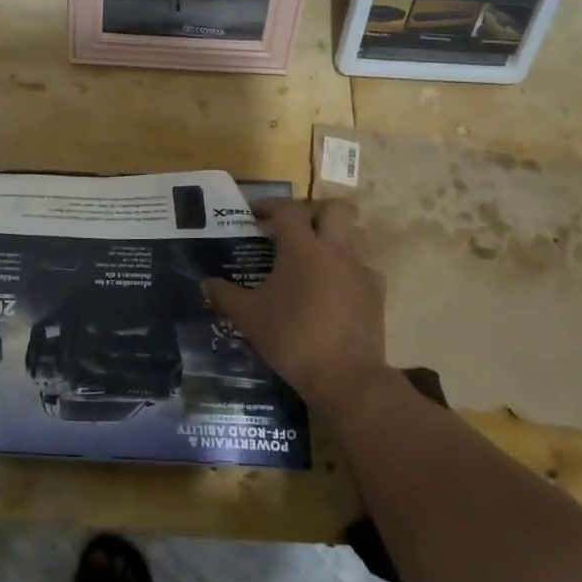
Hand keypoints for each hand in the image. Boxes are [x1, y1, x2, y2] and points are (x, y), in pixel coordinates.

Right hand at [203, 198, 389, 415]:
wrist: (346, 376)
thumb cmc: (293, 338)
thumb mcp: (249, 317)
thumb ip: (225, 296)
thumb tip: (205, 285)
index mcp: (302, 247)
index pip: (287, 209)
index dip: (269, 205)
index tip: (254, 215)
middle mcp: (335, 249)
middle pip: (335, 208)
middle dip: (314, 211)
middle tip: (294, 229)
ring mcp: (360, 270)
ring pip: (356, 233)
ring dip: (336, 235)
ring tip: (315, 254)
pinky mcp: (376, 293)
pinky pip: (365, 268)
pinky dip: (350, 270)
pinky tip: (335, 287)